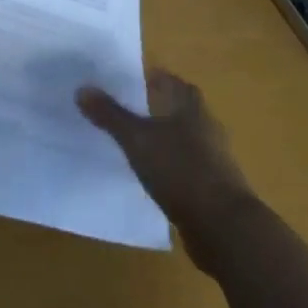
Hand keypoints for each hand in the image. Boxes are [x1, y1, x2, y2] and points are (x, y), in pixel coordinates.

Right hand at [78, 70, 255, 272]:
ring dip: (161, 138)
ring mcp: (213, 160)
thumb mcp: (137, 140)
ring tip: (132, 142)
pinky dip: (168, 165)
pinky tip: (150, 174)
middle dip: (154, 107)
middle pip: (179, 109)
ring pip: (182, 139)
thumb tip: (82, 89)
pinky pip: (185, 166)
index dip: (152, 78)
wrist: (224, 228)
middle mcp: (206, 128)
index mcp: (192, 108)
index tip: (127, 80)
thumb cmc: (181, 171)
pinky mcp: (213, 188)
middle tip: (123, 108)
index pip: (172, 82)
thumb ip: (110, 115)